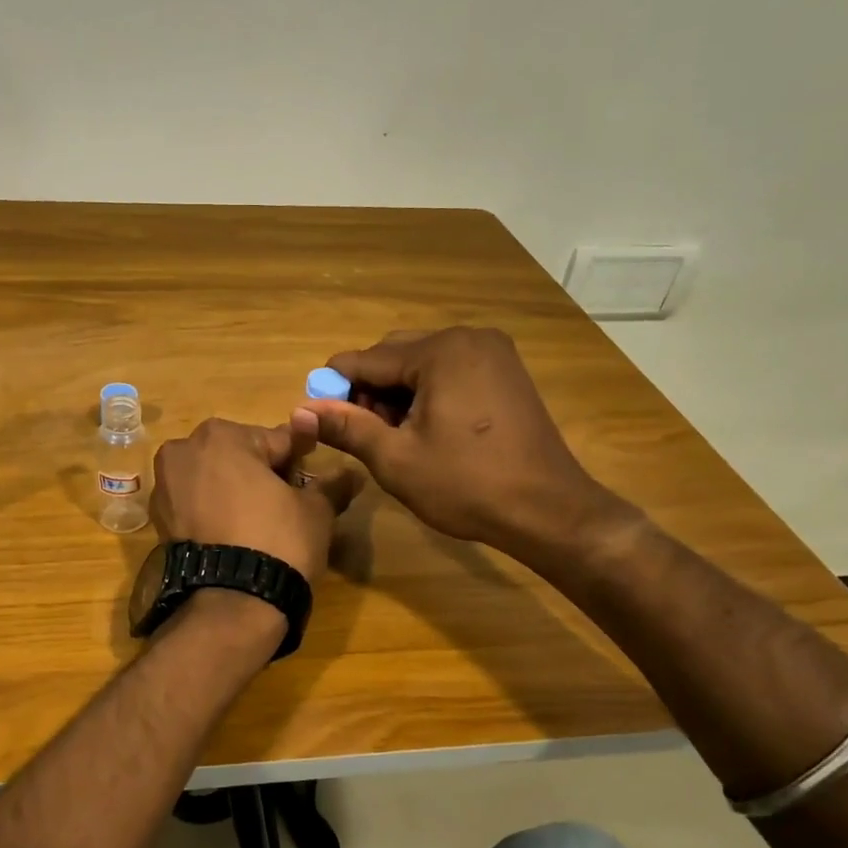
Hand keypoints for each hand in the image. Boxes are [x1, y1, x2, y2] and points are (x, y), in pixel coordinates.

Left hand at [150, 415, 358, 580]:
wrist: (231, 603)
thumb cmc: (278, 541)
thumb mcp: (315, 510)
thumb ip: (331, 484)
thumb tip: (352, 473)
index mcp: (222, 435)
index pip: (276, 441)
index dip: (298, 461)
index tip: (310, 481)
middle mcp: (184, 450)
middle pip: (239, 456)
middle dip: (261, 474)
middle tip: (285, 507)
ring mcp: (165, 485)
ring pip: (214, 479)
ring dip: (235, 492)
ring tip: (260, 525)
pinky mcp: (158, 519)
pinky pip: (195, 504)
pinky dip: (213, 512)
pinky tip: (234, 535)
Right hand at [299, 327, 621, 553]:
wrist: (548, 510)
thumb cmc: (466, 485)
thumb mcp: (395, 459)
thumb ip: (345, 427)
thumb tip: (299, 409)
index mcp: (440, 351)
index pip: (367, 359)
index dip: (335, 387)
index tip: (317, 415)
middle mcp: (468, 338)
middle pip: (395, 354)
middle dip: (369, 390)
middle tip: (363, 433)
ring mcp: (493, 352)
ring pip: (422, 363)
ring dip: (397, 392)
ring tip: (393, 436)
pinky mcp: (505, 372)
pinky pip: (450, 370)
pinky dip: (427, 392)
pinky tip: (425, 428)